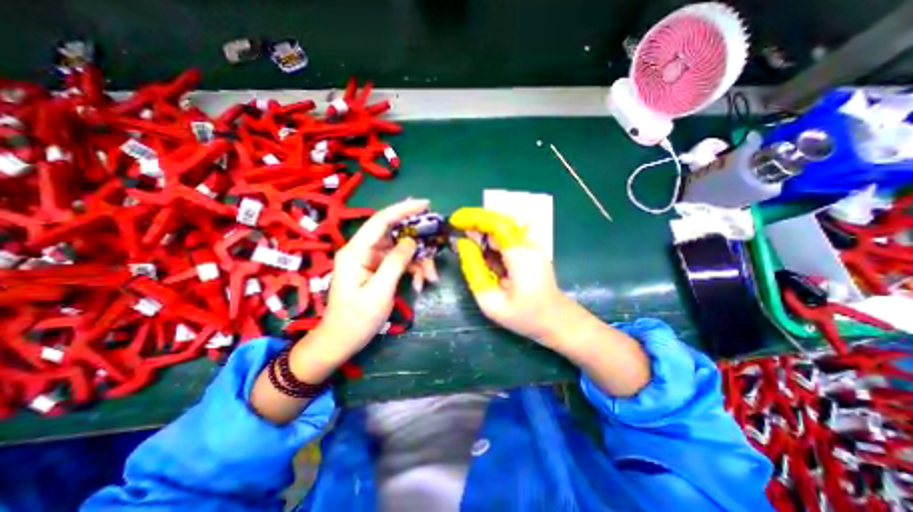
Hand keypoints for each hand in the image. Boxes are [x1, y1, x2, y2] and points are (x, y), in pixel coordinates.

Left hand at [316, 195, 435, 358]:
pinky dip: (413, 270)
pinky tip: (420, 284)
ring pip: (402, 249)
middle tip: (436, 251)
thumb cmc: (357, 319)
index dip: (403, 209)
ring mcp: (372, 259)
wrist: (342, 340)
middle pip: (396, 235)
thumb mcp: (379, 291)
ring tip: (430, 279)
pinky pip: (401, 262)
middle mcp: (364, 250)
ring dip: (419, 261)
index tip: (426, 204)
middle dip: (418, 244)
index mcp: (356, 251)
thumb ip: (395, 263)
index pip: (381, 221)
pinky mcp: (379, 268)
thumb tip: (411, 241)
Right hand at [452, 208, 571, 347]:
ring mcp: (531, 246)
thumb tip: (463, 245)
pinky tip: (484, 257)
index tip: (454, 221)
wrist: (557, 320)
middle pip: (498, 223)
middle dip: (474, 225)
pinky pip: (506, 239)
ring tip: (468, 248)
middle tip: (457, 236)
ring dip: (482, 235)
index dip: (473, 218)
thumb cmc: (525, 316)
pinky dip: (491, 244)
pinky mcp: (530, 250)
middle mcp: (527, 244)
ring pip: (501, 230)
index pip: (496, 224)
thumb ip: (474, 272)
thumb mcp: (492, 302)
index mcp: (520, 255)